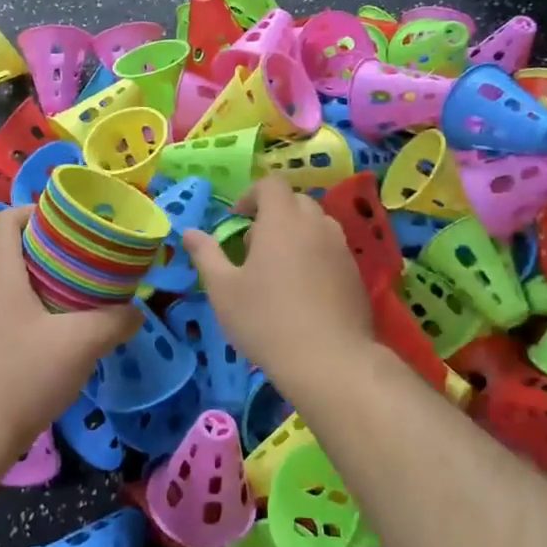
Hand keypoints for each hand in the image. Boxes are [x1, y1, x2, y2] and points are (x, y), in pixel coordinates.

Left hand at [0, 207, 140, 459]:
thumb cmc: (23, 376)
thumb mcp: (81, 344)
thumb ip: (115, 321)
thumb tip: (136, 311)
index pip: (6, 219)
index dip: (36, 211)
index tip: (71, 223)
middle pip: (6, 246)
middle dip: (44, 245)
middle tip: (81, 257)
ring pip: (2, 278)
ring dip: (34, 276)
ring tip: (73, 290)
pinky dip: (24, 303)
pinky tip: (52, 329)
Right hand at [181, 176, 372, 380]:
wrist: (329, 361)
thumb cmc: (266, 320)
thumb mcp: (223, 289)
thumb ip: (206, 255)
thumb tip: (189, 232)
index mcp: (283, 221)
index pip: (271, 184)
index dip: (251, 195)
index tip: (236, 221)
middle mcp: (317, 225)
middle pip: (295, 202)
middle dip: (273, 215)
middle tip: (253, 247)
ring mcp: (341, 250)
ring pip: (317, 226)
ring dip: (296, 235)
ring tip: (278, 270)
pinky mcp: (356, 275)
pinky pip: (331, 251)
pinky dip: (315, 257)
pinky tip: (303, 293)